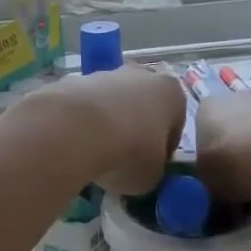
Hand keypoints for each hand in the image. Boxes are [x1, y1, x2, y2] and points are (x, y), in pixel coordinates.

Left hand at [14, 67, 186, 196]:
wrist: (77, 130)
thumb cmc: (130, 152)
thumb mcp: (153, 176)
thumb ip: (154, 169)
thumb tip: (142, 169)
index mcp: (172, 94)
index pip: (175, 124)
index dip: (164, 150)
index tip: (151, 168)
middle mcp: (143, 75)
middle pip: (143, 106)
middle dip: (135, 130)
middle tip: (123, 160)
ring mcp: (107, 74)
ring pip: (113, 103)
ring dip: (108, 125)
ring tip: (96, 155)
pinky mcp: (75, 79)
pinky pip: (86, 106)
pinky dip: (83, 122)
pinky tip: (76, 144)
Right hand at [193, 90, 250, 203]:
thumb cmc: (235, 166)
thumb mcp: (208, 180)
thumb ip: (208, 173)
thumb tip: (214, 175)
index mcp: (207, 109)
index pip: (203, 126)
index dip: (212, 149)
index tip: (220, 170)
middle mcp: (236, 96)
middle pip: (234, 119)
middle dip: (239, 141)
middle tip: (245, 172)